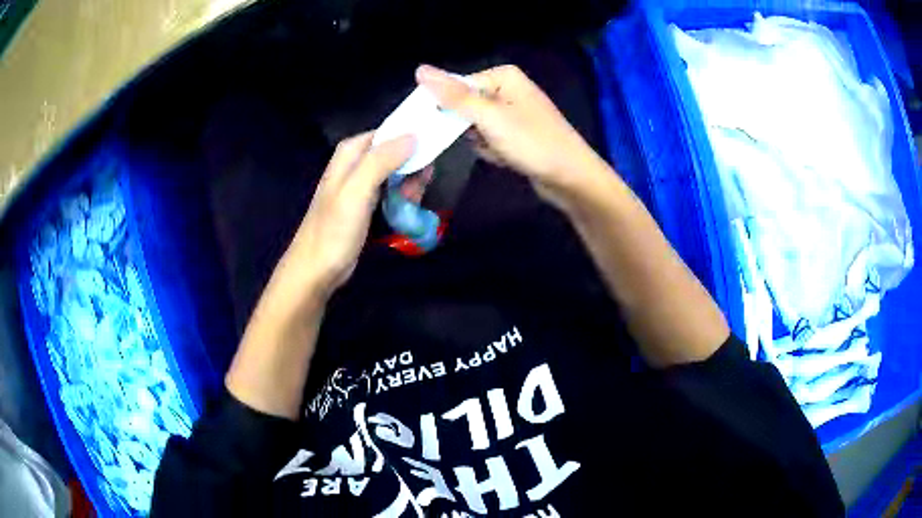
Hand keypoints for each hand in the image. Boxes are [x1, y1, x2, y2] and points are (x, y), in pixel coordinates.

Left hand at [267, 132, 414, 307]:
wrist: (318, 269)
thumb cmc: (334, 230)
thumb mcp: (357, 190)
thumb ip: (382, 160)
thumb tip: (414, 135)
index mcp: (351, 152)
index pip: (389, 131)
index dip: (412, 136)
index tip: (434, 147)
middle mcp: (356, 163)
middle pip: (395, 152)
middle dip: (413, 165)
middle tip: (424, 181)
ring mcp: (361, 185)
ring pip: (396, 172)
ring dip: (410, 183)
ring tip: (414, 200)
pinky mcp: (367, 204)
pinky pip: (392, 191)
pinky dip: (403, 196)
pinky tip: (407, 207)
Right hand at [416, 64, 607, 207]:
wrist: (571, 178)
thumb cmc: (532, 142)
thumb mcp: (489, 117)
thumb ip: (453, 95)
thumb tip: (419, 69)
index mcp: (502, 76)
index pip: (456, 85)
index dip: (444, 107)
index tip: (434, 127)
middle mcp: (507, 89)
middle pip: (465, 105)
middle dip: (466, 128)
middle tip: (476, 140)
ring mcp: (513, 113)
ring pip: (474, 125)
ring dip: (479, 142)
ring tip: (498, 150)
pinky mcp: (516, 134)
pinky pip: (489, 138)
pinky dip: (491, 150)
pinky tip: (506, 158)